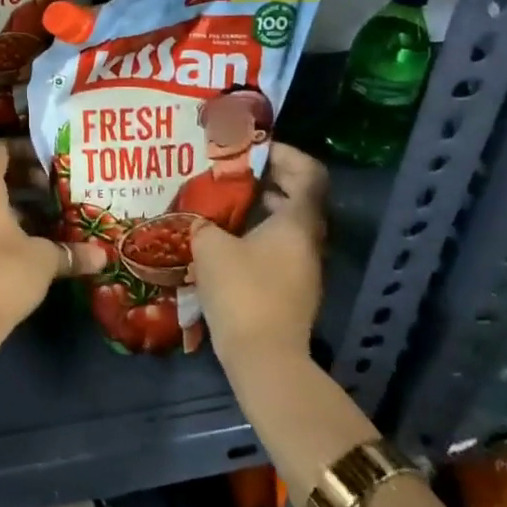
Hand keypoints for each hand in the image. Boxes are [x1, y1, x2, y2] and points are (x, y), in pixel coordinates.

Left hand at [0, 139, 106, 346]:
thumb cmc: (4, 272)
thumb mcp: (45, 259)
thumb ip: (71, 252)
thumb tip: (102, 256)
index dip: (22, 147)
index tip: (49, 158)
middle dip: (28, 179)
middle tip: (58, 188)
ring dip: (23, 206)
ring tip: (56, 215)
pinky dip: (13, 227)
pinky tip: (40, 244)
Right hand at [189, 143, 328, 366]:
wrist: (263, 358)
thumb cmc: (242, 291)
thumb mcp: (210, 246)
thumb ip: (203, 222)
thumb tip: (198, 217)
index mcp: (297, 222)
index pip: (308, 173)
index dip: (285, 154)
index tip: (254, 148)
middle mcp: (308, 241)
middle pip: (299, 196)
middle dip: (268, 178)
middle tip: (232, 169)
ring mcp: (302, 268)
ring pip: (287, 223)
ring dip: (261, 207)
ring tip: (224, 200)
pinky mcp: (290, 289)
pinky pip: (278, 246)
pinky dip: (257, 233)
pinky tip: (225, 237)